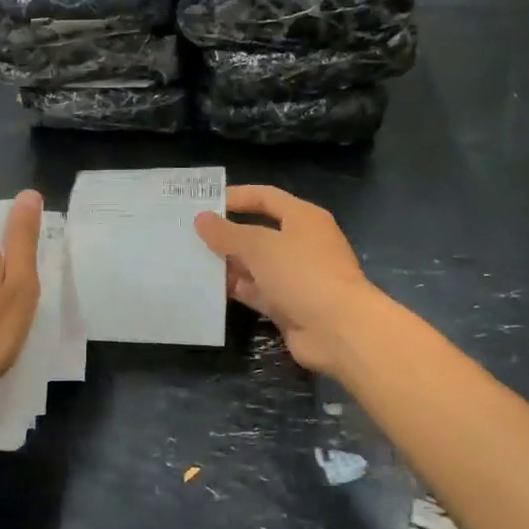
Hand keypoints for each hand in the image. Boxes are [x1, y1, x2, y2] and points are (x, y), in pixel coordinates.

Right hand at [193, 185, 378, 374]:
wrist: (338, 330)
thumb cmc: (302, 274)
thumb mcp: (260, 246)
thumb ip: (228, 233)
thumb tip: (201, 219)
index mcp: (303, 218)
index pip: (265, 197)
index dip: (236, 197)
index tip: (204, 202)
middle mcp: (301, 243)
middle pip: (259, 231)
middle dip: (227, 233)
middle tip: (190, 234)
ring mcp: (296, 276)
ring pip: (255, 264)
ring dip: (228, 263)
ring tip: (191, 260)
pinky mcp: (288, 305)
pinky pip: (256, 292)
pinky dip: (236, 289)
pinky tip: (208, 289)